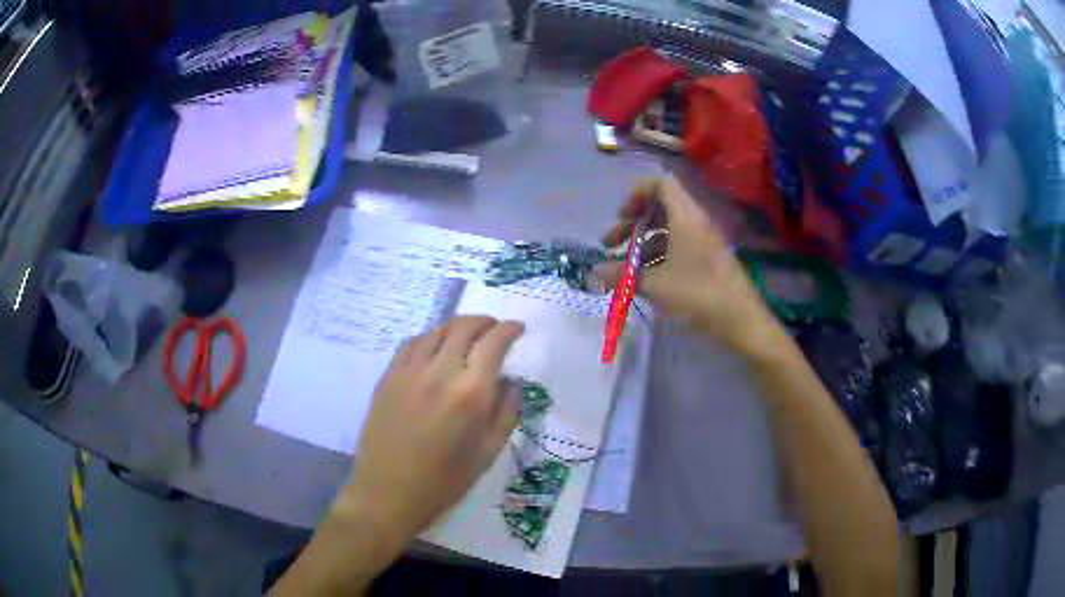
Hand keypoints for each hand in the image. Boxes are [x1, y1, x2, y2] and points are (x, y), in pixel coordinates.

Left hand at [337, 316, 524, 542]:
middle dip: (485, 321)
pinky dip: (429, 338)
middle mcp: (439, 373)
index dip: (509, 329)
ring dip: (457, 328)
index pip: (494, 342)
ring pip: (437, 331)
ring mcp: (409, 372)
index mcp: (470, 394)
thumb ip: (506, 412)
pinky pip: (411, 343)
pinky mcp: (388, 377)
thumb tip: (511, 382)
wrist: (388, 492)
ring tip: (467, 337)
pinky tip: (434, 349)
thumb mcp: (488, 453)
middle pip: (464, 327)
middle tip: (494, 329)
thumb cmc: (444, 481)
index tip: (518, 329)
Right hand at [594, 176, 783, 355]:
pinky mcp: (709, 260)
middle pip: (660, 208)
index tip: (621, 218)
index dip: (637, 194)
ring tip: (625, 270)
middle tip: (611, 246)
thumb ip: (623, 276)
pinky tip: (647, 281)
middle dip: (633, 224)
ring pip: (668, 231)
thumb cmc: (699, 294)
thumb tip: (594, 274)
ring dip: (643, 245)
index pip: (661, 184)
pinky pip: (679, 247)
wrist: (741, 321)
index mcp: (686, 217)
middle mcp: (696, 223)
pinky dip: (659, 257)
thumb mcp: (656, 285)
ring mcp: (704, 242)